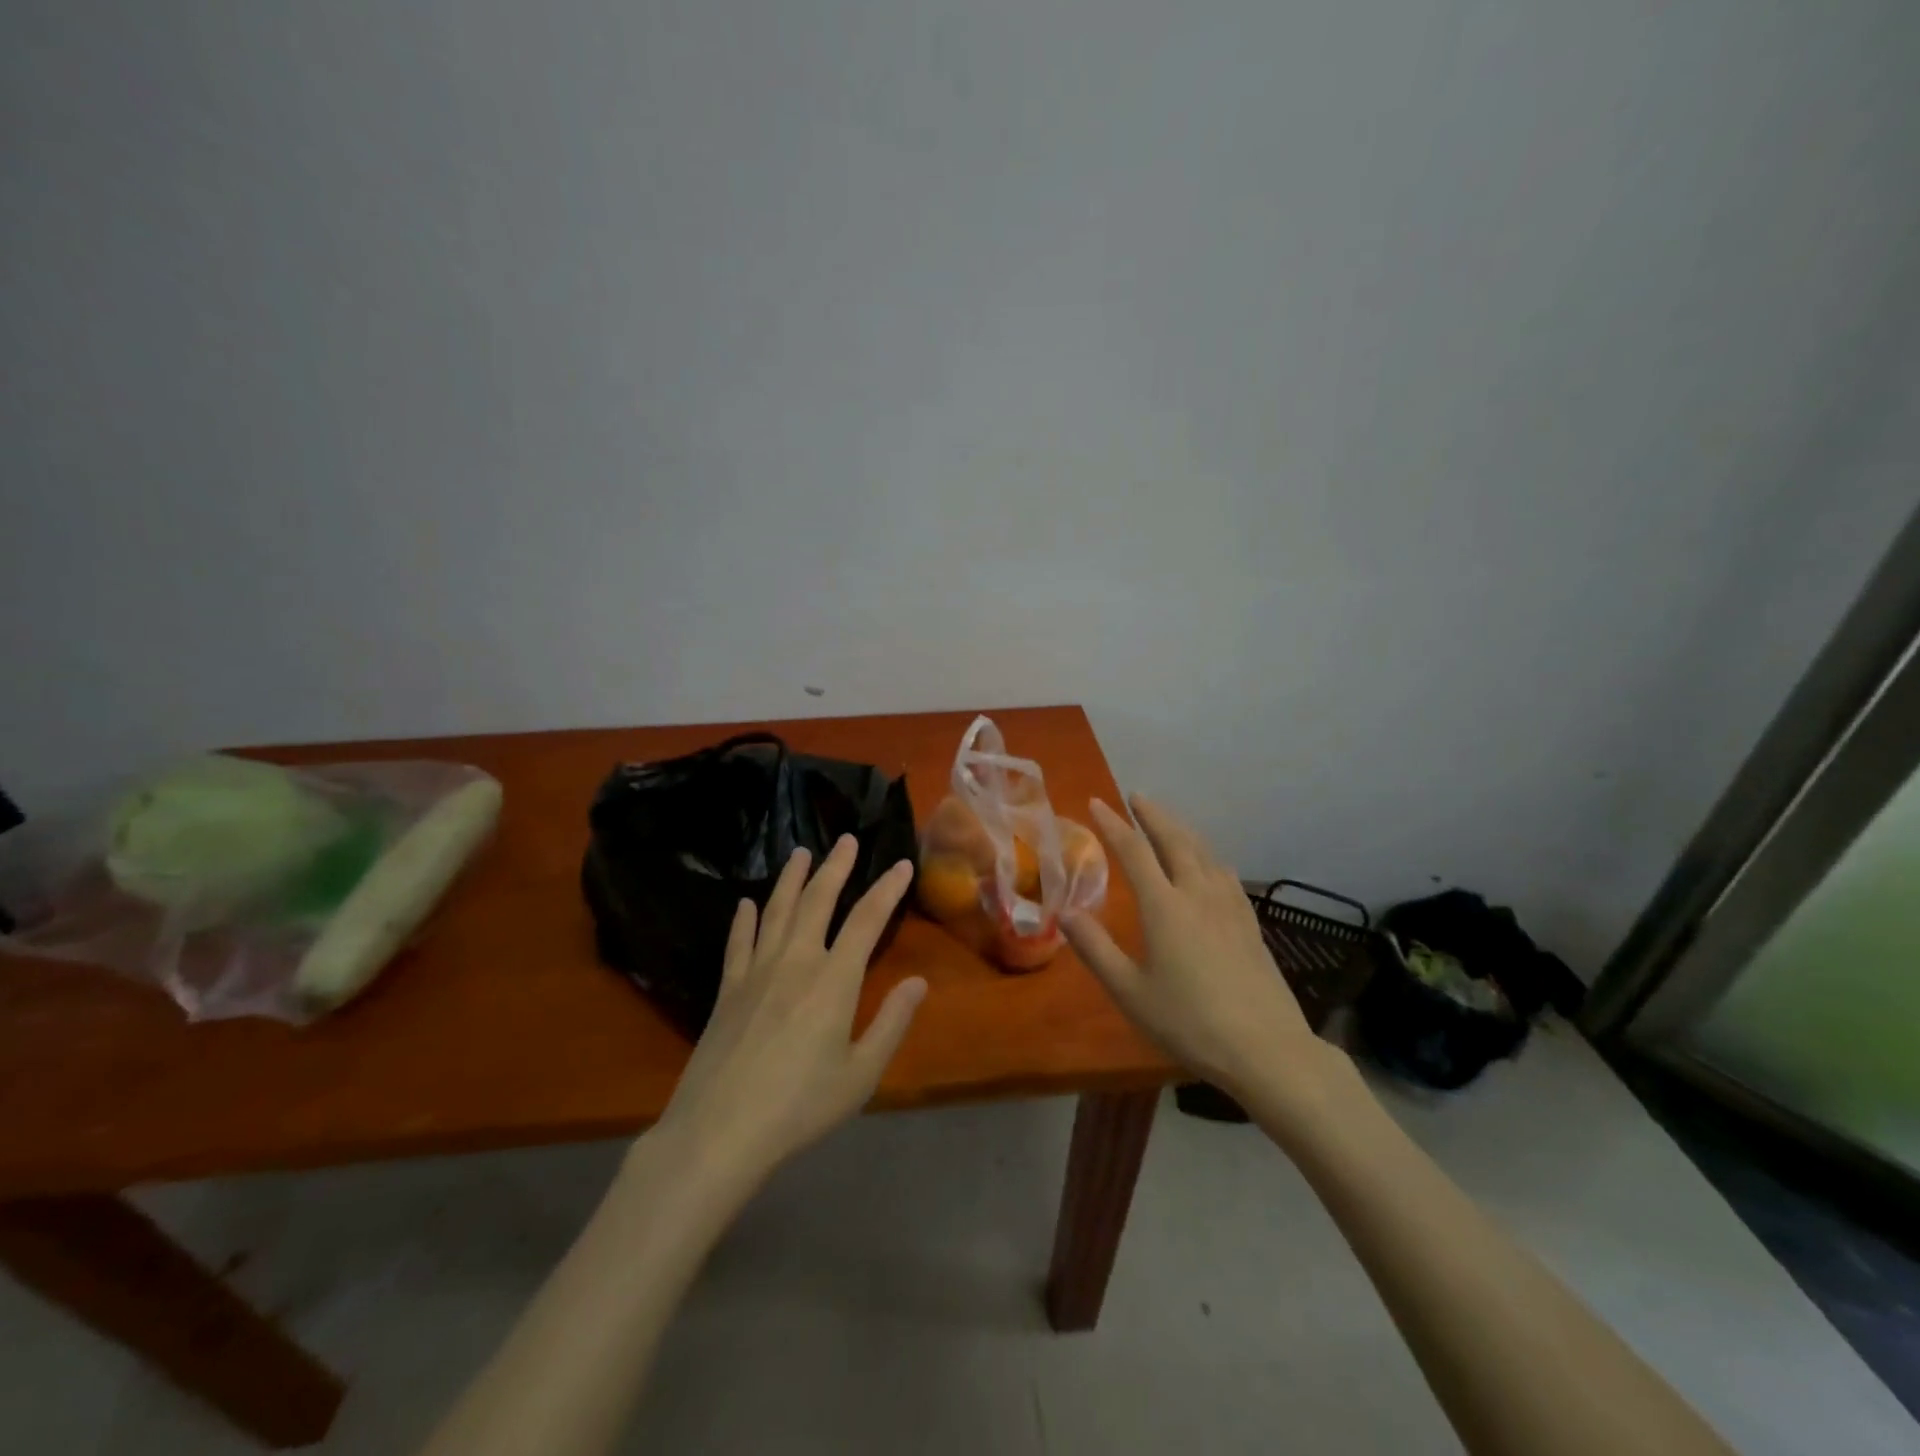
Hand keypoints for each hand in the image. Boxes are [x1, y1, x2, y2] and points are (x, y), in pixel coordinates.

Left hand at [653, 836, 925, 1185]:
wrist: (719, 1132)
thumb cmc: (800, 1106)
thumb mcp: (860, 1074)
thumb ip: (892, 1023)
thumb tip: (919, 982)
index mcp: (834, 980)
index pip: (866, 920)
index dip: (886, 889)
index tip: (901, 864)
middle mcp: (796, 962)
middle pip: (817, 901)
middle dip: (835, 867)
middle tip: (846, 839)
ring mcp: (757, 972)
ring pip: (777, 911)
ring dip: (791, 879)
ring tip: (800, 853)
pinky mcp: (728, 989)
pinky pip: (739, 942)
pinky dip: (744, 919)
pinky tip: (746, 904)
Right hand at [1064, 795, 1337, 1111]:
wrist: (1266, 1050)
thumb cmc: (1189, 1022)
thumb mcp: (1130, 992)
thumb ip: (1095, 949)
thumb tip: (1064, 912)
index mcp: (1165, 907)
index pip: (1134, 852)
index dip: (1113, 824)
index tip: (1096, 802)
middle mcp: (1198, 894)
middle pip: (1175, 840)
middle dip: (1153, 815)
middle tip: (1136, 796)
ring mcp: (1229, 907)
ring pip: (1204, 852)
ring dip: (1182, 829)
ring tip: (1168, 821)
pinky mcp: (1250, 923)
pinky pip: (1224, 873)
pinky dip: (1207, 855)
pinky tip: (1210, 863)